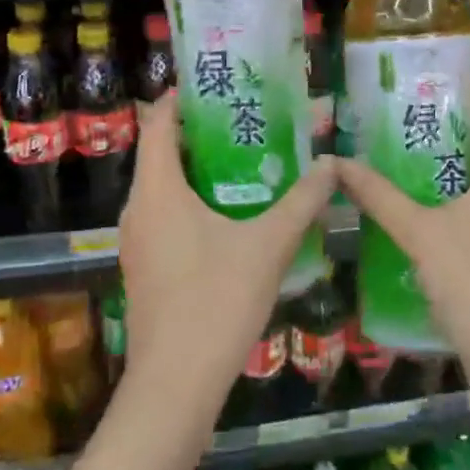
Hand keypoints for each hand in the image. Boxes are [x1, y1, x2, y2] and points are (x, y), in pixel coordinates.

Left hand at [118, 94, 336, 407]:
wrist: (175, 384)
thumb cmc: (217, 301)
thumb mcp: (269, 246)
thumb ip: (302, 201)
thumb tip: (332, 164)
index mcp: (158, 190)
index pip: (158, 123)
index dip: (180, 98)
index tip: (216, 85)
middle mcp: (138, 209)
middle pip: (160, 154)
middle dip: (199, 134)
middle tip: (245, 121)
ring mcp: (136, 242)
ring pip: (162, 189)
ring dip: (197, 172)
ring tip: (245, 162)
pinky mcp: (144, 269)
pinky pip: (164, 217)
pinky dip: (191, 203)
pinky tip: (230, 217)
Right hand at [335, 83, 469, 391]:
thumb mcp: (418, 233)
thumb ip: (378, 195)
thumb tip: (336, 163)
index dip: (468, 84)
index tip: (426, 77)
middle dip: (455, 119)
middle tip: (406, 111)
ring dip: (460, 154)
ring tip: (411, 146)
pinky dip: (469, 182)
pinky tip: (430, 194)